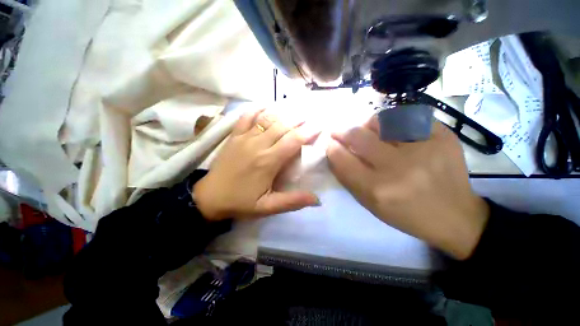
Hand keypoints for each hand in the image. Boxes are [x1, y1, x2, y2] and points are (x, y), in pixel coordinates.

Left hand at [194, 109, 320, 220]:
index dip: (308, 132)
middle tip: (310, 116)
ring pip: (267, 119)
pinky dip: (257, 109)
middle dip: (299, 120)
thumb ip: (292, 201)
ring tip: (294, 110)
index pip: (293, 141)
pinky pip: (246, 117)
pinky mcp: (233, 136)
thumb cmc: (240, 202)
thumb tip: (317, 200)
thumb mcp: (267, 207)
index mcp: (268, 162)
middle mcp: (258, 145)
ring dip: (282, 113)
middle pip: (282, 126)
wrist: (209, 197)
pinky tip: (266, 107)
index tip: (319, 127)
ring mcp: (244, 138)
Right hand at [326, 117, 488, 259]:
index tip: (330, 142)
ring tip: (370, 132)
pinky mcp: (443, 136)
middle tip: (340, 131)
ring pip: (381, 120)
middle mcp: (397, 167)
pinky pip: (407, 116)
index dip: (331, 147)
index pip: (341, 158)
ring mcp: (423, 148)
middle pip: (357, 135)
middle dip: (343, 131)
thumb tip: (334, 151)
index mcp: (376, 189)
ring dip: (368, 125)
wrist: (455, 216)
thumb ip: (348, 177)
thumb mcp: (369, 203)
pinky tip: (395, 131)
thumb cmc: (405, 214)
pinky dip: (395, 121)